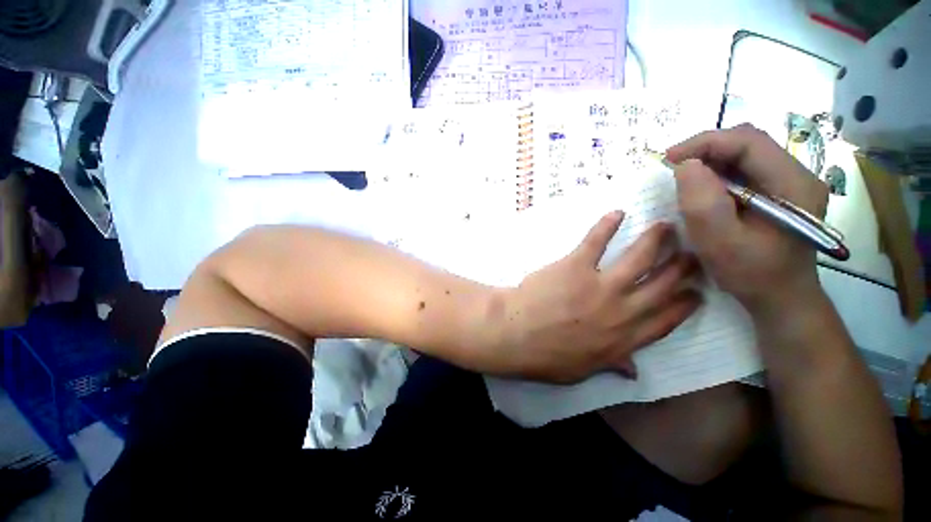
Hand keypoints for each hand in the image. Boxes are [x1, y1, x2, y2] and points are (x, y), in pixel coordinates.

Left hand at [496, 212, 700, 383]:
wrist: (516, 334)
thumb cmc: (545, 356)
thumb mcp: (582, 371)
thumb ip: (610, 365)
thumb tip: (632, 371)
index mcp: (624, 338)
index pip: (666, 320)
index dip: (685, 305)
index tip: (697, 293)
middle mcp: (621, 310)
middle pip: (662, 285)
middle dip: (682, 267)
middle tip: (693, 253)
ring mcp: (600, 285)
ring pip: (639, 257)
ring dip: (656, 239)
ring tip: (666, 226)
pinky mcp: (576, 265)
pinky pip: (596, 241)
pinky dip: (607, 224)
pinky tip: (617, 212)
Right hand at [666, 124, 828, 315]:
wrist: (780, 297)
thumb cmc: (752, 274)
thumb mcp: (720, 243)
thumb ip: (702, 203)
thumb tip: (685, 165)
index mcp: (793, 184)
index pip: (749, 141)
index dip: (705, 143)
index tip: (668, 158)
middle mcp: (797, 174)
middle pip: (748, 142)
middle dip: (706, 149)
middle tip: (673, 167)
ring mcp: (789, 182)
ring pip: (744, 154)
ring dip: (710, 160)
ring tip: (685, 179)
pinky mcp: (778, 191)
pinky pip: (744, 169)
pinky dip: (718, 173)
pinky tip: (703, 189)